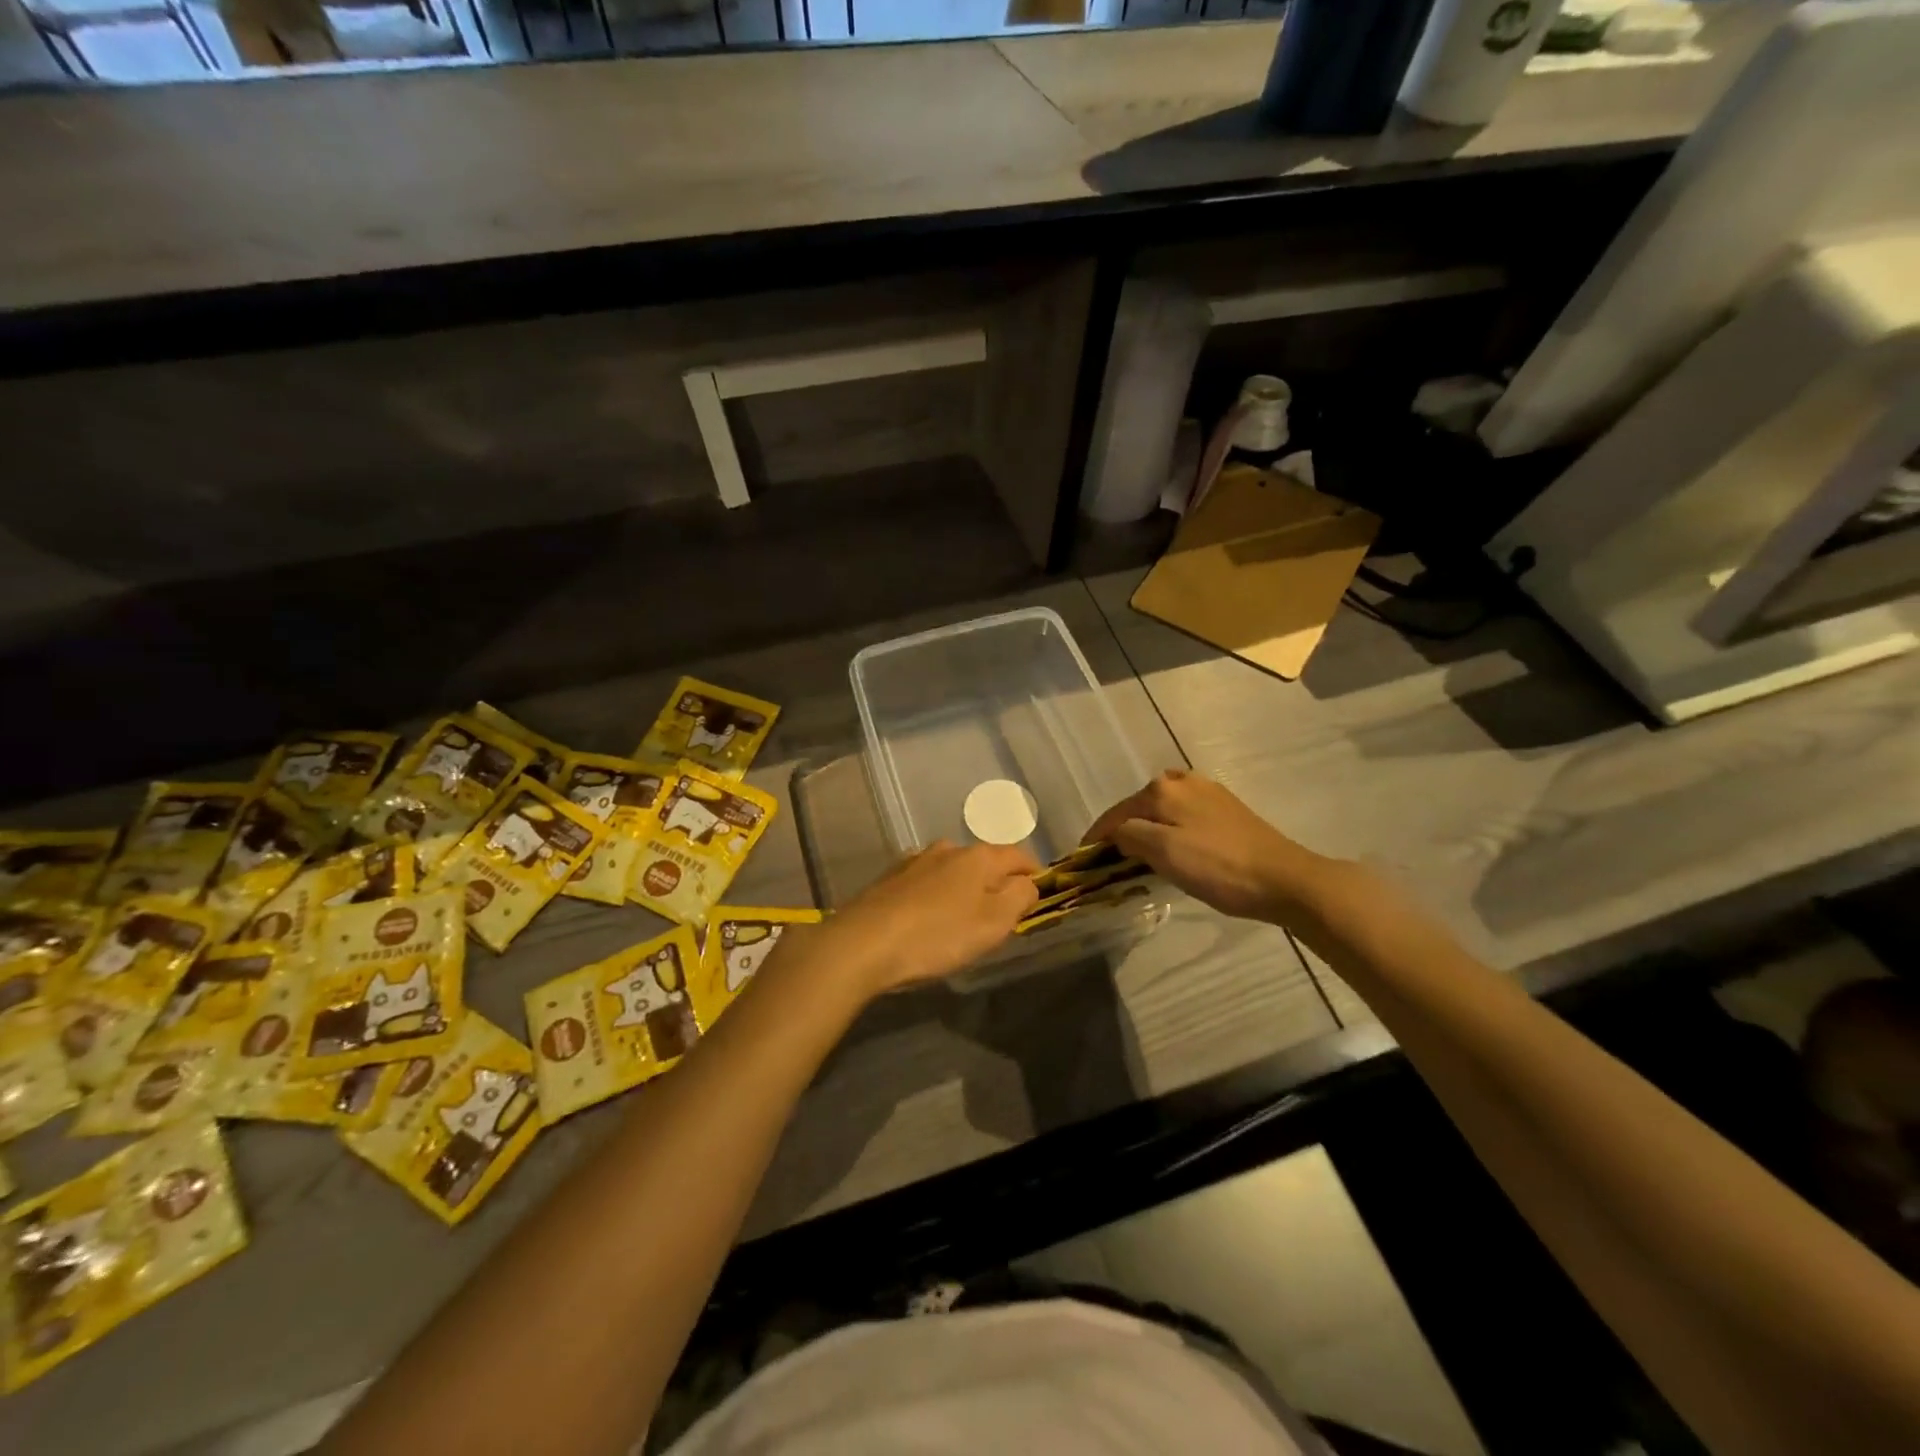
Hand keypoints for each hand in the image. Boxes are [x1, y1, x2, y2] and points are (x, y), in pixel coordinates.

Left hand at [805, 842, 1040, 996]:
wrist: (862, 943)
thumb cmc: (938, 935)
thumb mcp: (993, 922)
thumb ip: (1020, 897)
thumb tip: (1028, 883)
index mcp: (979, 856)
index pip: (1018, 855)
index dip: (1033, 874)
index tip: (1039, 895)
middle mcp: (948, 849)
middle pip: (984, 861)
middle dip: (996, 882)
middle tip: (1001, 914)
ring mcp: (915, 861)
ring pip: (952, 870)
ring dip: (963, 888)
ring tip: (963, 918)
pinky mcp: (890, 878)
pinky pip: (926, 882)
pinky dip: (936, 895)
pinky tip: (928, 917)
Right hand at [1085, 769, 1336, 923]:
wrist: (1284, 879)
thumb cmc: (1218, 868)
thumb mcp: (1164, 854)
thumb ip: (1129, 837)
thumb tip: (1116, 833)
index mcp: (1162, 789)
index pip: (1116, 814)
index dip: (1096, 837)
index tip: (1081, 858)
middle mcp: (1182, 780)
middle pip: (1139, 808)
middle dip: (1122, 831)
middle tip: (1110, 861)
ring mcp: (1208, 792)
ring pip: (1162, 810)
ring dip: (1147, 830)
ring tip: (1139, 855)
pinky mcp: (1227, 808)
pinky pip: (1184, 815)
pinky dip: (1170, 830)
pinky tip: (1174, 847)